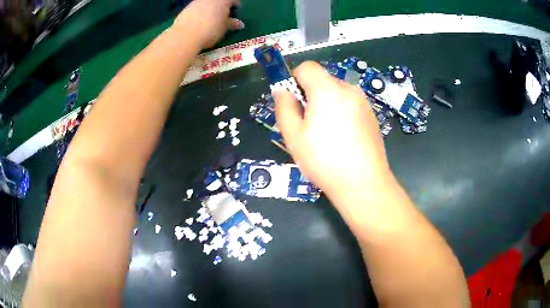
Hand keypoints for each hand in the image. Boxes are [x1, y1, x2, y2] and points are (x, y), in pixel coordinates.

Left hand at [173, 0, 244, 49]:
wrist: (186, 35)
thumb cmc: (211, 30)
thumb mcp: (224, 28)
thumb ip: (232, 24)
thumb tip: (240, 24)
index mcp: (223, 0)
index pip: (233, 0)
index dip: (236, 6)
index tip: (235, 13)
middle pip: (218, 1)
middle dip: (221, 8)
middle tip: (223, 17)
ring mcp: (196, 2)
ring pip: (206, 4)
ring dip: (209, 10)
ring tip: (209, 21)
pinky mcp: (186, 9)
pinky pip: (196, 9)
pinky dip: (199, 14)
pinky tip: (198, 23)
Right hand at [273, 61, 391, 200]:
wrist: (363, 184)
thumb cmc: (324, 160)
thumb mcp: (293, 135)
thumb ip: (283, 107)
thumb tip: (281, 89)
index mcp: (327, 89)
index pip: (307, 67)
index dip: (294, 78)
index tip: (292, 100)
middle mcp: (348, 89)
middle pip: (322, 80)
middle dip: (310, 95)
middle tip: (307, 124)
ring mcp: (363, 102)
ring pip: (336, 93)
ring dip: (326, 105)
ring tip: (326, 135)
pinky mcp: (371, 115)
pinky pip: (350, 105)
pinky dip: (341, 113)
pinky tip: (342, 139)